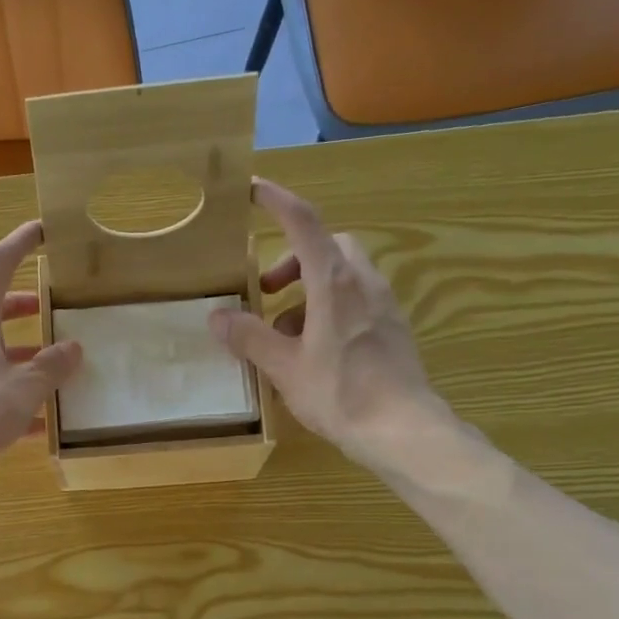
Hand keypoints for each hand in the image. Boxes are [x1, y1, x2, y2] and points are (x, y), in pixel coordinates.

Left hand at [0, 220, 81, 489]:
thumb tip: (73, 348)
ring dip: (23, 357)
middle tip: (52, 308)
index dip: (20, 244)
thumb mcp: (23, 387)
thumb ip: (51, 367)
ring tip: (56, 371)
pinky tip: (40, 424)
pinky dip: (15, 398)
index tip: (42, 230)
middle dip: (24, 308)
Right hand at [210, 178, 454, 468]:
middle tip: (267, 292)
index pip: (304, 223)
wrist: (401, 429)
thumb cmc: (339, 393)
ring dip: (309, 290)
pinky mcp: (392, 329)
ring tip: (283, 334)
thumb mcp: (284, 367)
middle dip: (293, 259)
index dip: (277, 201)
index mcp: (334, 283)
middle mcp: (363, 283)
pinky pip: (356, 301)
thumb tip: (217, 316)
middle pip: (327, 246)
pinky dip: (329, 310)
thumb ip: (249, 337)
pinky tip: (314, 351)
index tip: (254, 189)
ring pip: (342, 276)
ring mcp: (384, 305)